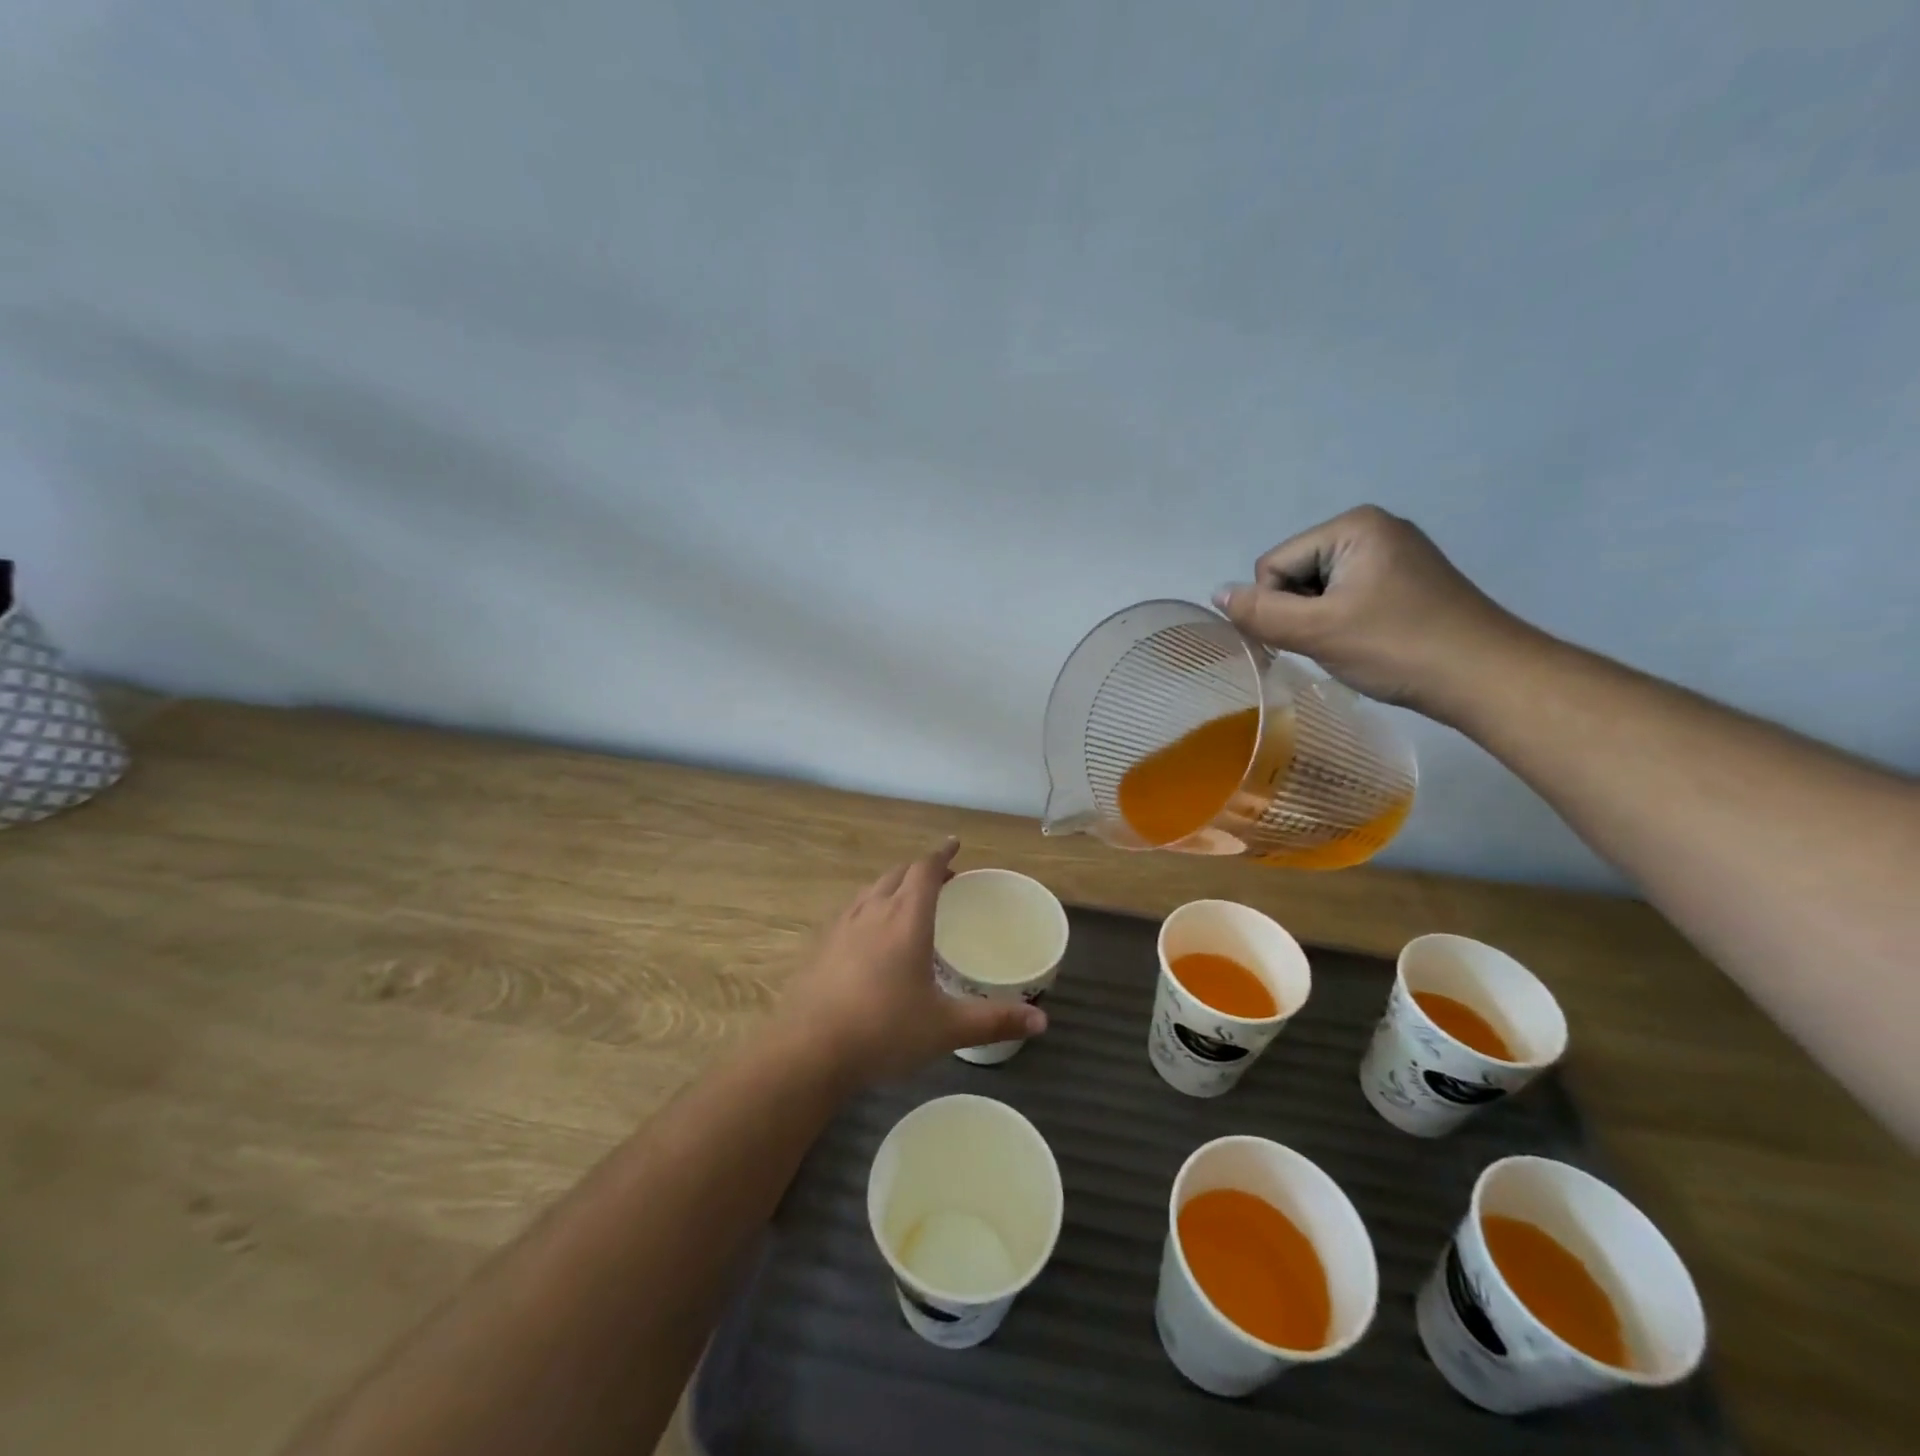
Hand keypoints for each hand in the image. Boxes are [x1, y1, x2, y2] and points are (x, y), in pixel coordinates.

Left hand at [775, 840, 1046, 1087]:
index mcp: (906, 918)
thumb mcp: (946, 1028)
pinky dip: (870, 907)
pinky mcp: (821, 945)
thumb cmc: (884, 1031)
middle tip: (942, 880)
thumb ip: (994, 1020)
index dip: (942, 853)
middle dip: (921, 869)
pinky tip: (871, 936)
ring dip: (893, 885)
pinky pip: (852, 911)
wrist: (808, 1050)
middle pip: (898, 873)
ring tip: (908, 902)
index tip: (954, 844)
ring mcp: (842, 926)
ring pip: (872, 889)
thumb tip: (1042, 1020)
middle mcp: (873, 911)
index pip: (926, 869)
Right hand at [1212, 505, 1533, 717]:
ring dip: (1322, 621)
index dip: (1279, 607)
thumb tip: (1216, 594)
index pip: (1273, 565)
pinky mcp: (1406, 580)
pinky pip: (1347, 596)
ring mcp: (1394, 553)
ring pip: (1319, 589)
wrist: (1485, 677)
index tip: (1314, 635)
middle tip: (1336, 642)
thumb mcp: (1317, 631)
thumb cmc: (1397, 647)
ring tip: (1355, 644)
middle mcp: (1373, 528)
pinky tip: (1369, 642)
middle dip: (1302, 612)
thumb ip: (1260, 613)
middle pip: (1295, 573)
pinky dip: (1345, 622)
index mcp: (1352, 525)